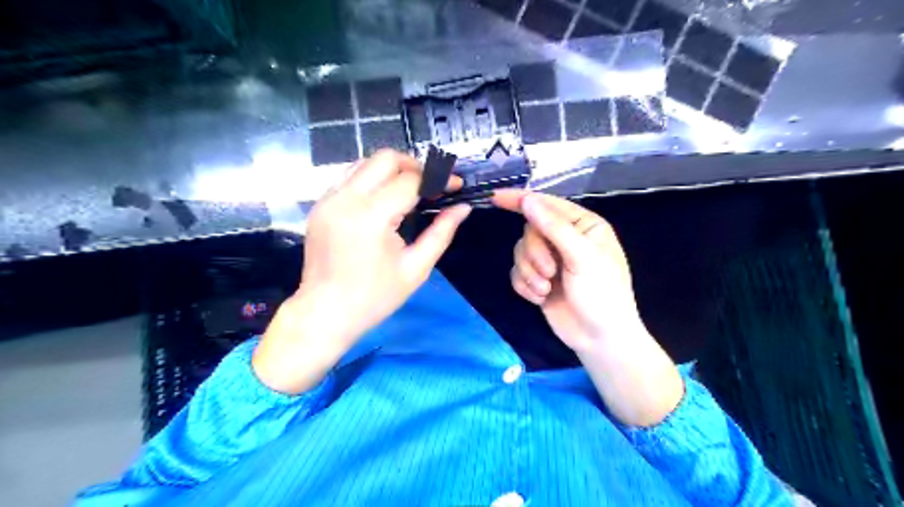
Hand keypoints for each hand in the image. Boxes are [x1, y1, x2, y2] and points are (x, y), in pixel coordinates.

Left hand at [252, 148, 468, 394]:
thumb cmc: (374, 297)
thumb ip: (441, 233)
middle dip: (416, 166)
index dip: (439, 178)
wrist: (324, 314)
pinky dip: (371, 179)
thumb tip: (463, 208)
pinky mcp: (320, 205)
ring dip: (392, 170)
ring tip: (411, 190)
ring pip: (365, 162)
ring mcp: (328, 199)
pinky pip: (349, 177)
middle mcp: (346, 199)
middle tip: (433, 186)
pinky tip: (383, 199)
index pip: (411, 180)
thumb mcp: (416, 269)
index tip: (456, 186)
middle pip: (386, 158)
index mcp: (372, 217)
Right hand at [493, 188, 677, 425]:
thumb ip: (554, 227)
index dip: (520, 200)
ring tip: (546, 289)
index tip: (495, 198)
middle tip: (550, 273)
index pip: (547, 204)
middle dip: (534, 254)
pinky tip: (540, 298)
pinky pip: (517, 272)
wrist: (600, 340)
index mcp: (583, 225)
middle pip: (530, 231)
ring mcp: (551, 260)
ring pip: (520, 252)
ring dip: (529, 272)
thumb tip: (527, 199)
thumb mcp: (582, 257)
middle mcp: (565, 238)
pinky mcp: (538, 280)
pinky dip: (525, 285)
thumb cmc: (602, 295)